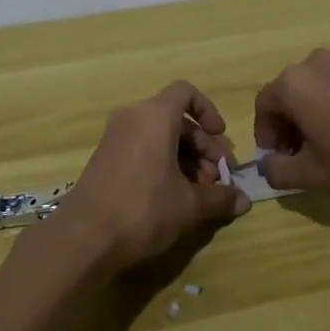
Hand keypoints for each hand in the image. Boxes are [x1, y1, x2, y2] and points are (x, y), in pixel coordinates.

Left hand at [54, 82, 248, 273]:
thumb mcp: (189, 205)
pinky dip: (163, 164)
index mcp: (154, 116)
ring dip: (185, 159)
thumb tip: (245, 201)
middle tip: (217, 179)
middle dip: (202, 146)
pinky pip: (142, 148)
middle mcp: (133, 117)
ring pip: (159, 136)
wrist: (84, 237)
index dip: (208, 111)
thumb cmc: (143, 209)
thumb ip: (219, 198)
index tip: (221, 137)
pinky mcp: (106, 158)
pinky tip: (174, 198)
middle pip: (176, 119)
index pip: (185, 93)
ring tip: (199, 194)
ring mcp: (116, 137)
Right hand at [252, 49, 329, 201]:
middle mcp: (313, 64)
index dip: (264, 135)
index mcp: (293, 83)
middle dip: (287, 127)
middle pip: (287, 95)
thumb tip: (268, 166)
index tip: (276, 160)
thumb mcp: (314, 175)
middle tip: (299, 158)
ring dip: (309, 118)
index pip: (263, 106)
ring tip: (326, 151)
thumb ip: (279, 171)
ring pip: (312, 91)